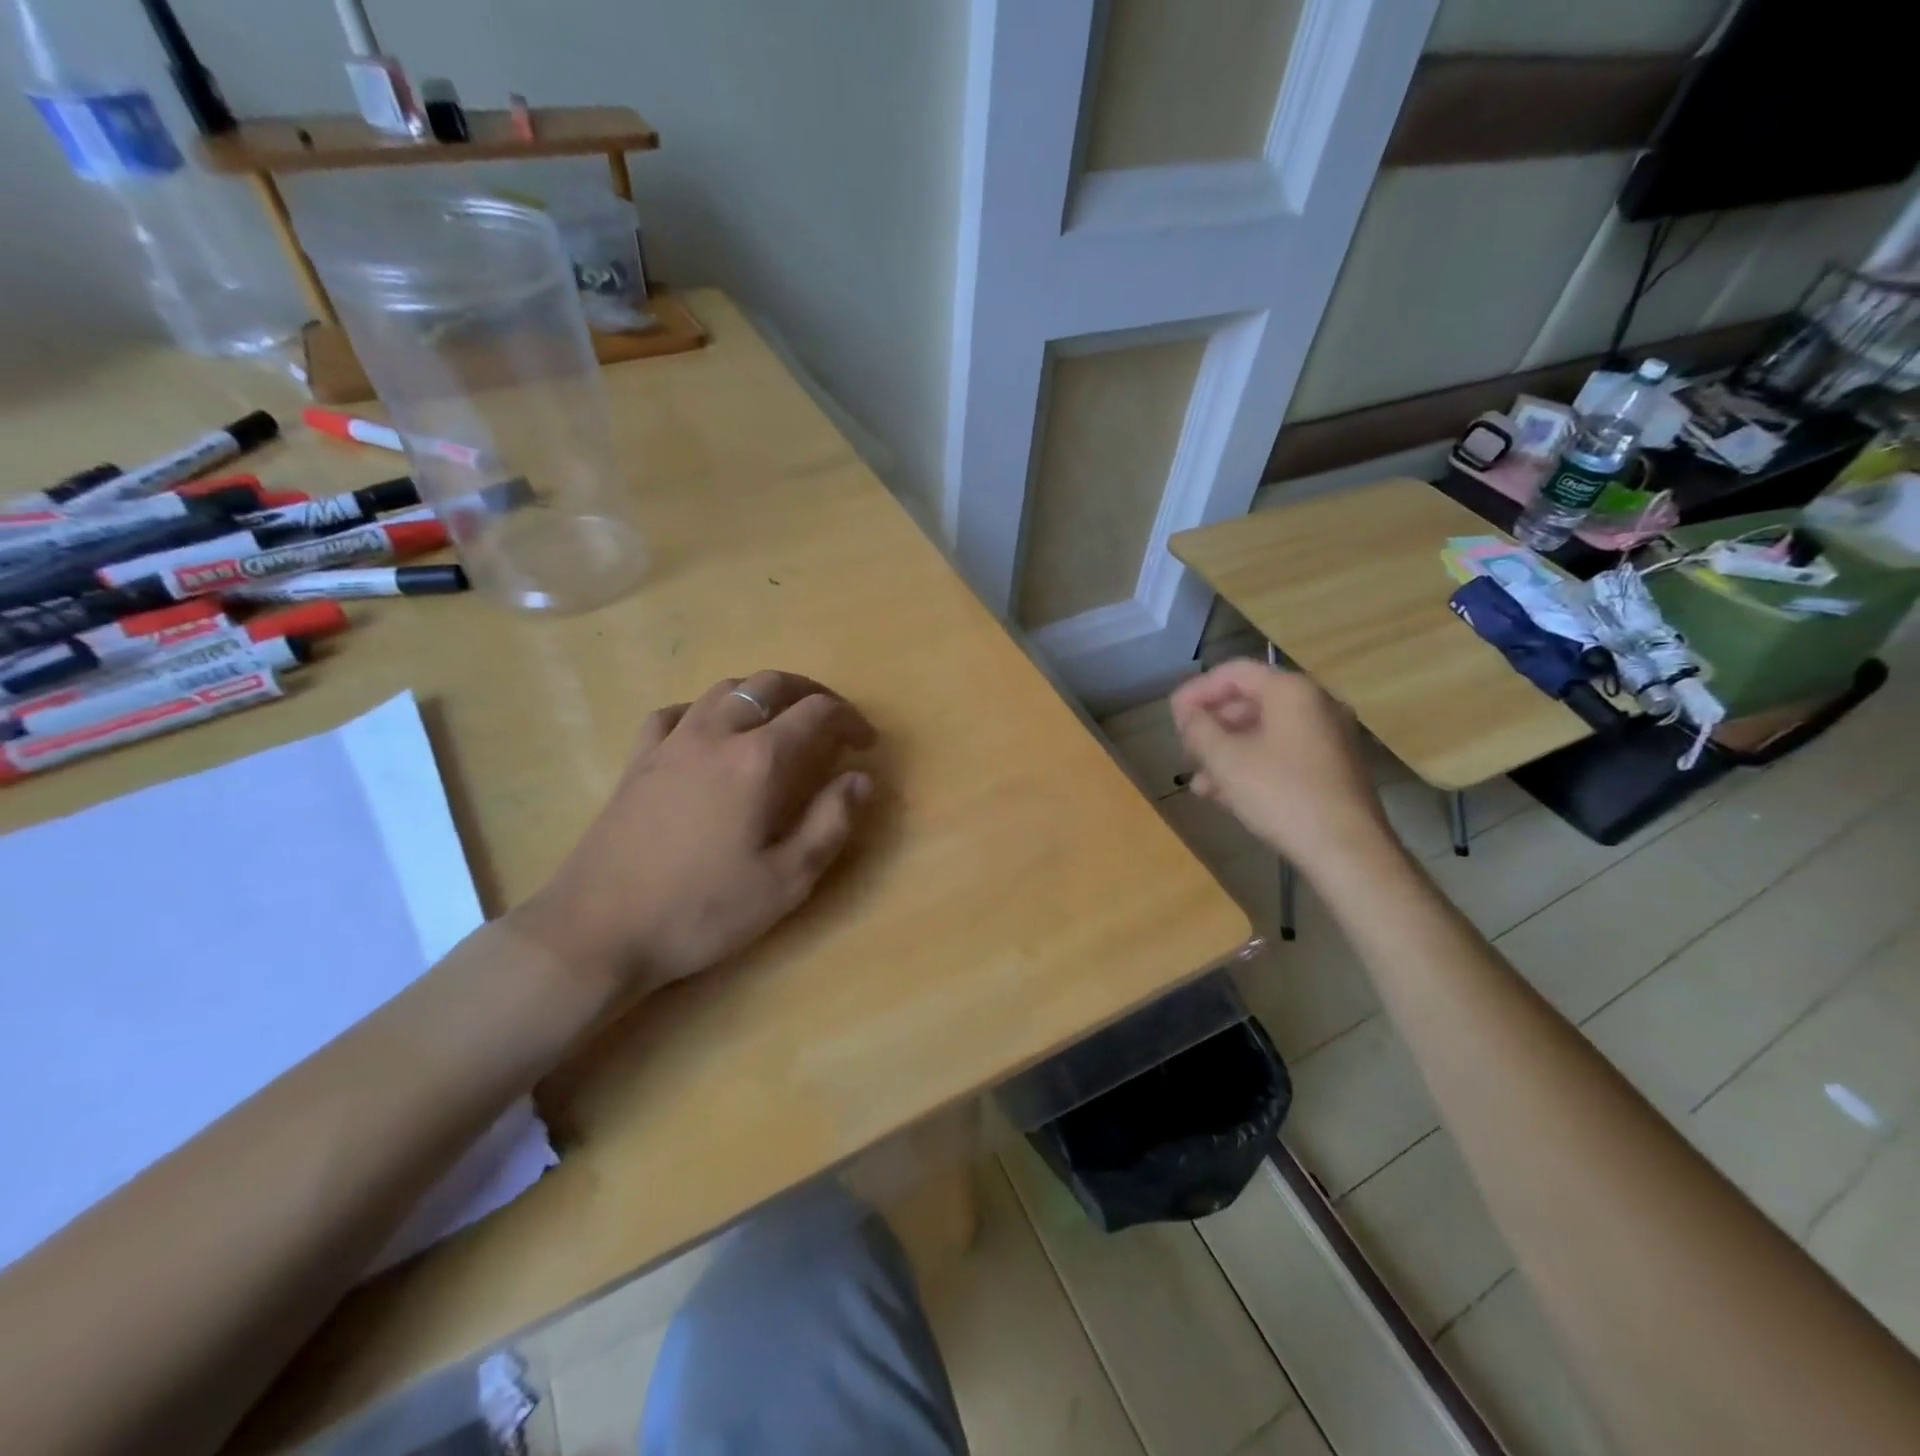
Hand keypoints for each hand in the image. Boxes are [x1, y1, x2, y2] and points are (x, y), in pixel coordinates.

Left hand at [510, 671, 876, 995]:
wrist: (598, 931)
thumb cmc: (701, 910)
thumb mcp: (786, 881)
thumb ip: (830, 823)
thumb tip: (860, 779)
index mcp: (757, 761)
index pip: (816, 713)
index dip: (850, 719)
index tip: (867, 743)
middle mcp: (715, 734)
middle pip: (769, 684)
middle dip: (810, 693)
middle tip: (832, 722)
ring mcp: (669, 743)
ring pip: (723, 689)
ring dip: (761, 694)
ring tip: (779, 722)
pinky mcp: (637, 760)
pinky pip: (675, 713)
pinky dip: (706, 711)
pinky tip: (709, 735)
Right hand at [1170, 660, 1393, 871]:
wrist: (1347, 851)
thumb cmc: (1281, 794)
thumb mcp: (1226, 760)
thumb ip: (1199, 729)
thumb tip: (1187, 714)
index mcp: (1292, 692)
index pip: (1235, 672)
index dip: (1197, 690)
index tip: (1172, 715)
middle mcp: (1316, 705)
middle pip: (1251, 700)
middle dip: (1212, 724)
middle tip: (1185, 747)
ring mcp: (1329, 738)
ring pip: (1265, 732)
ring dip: (1227, 750)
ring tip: (1199, 781)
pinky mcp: (1333, 769)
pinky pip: (1282, 754)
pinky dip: (1252, 765)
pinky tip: (1227, 795)